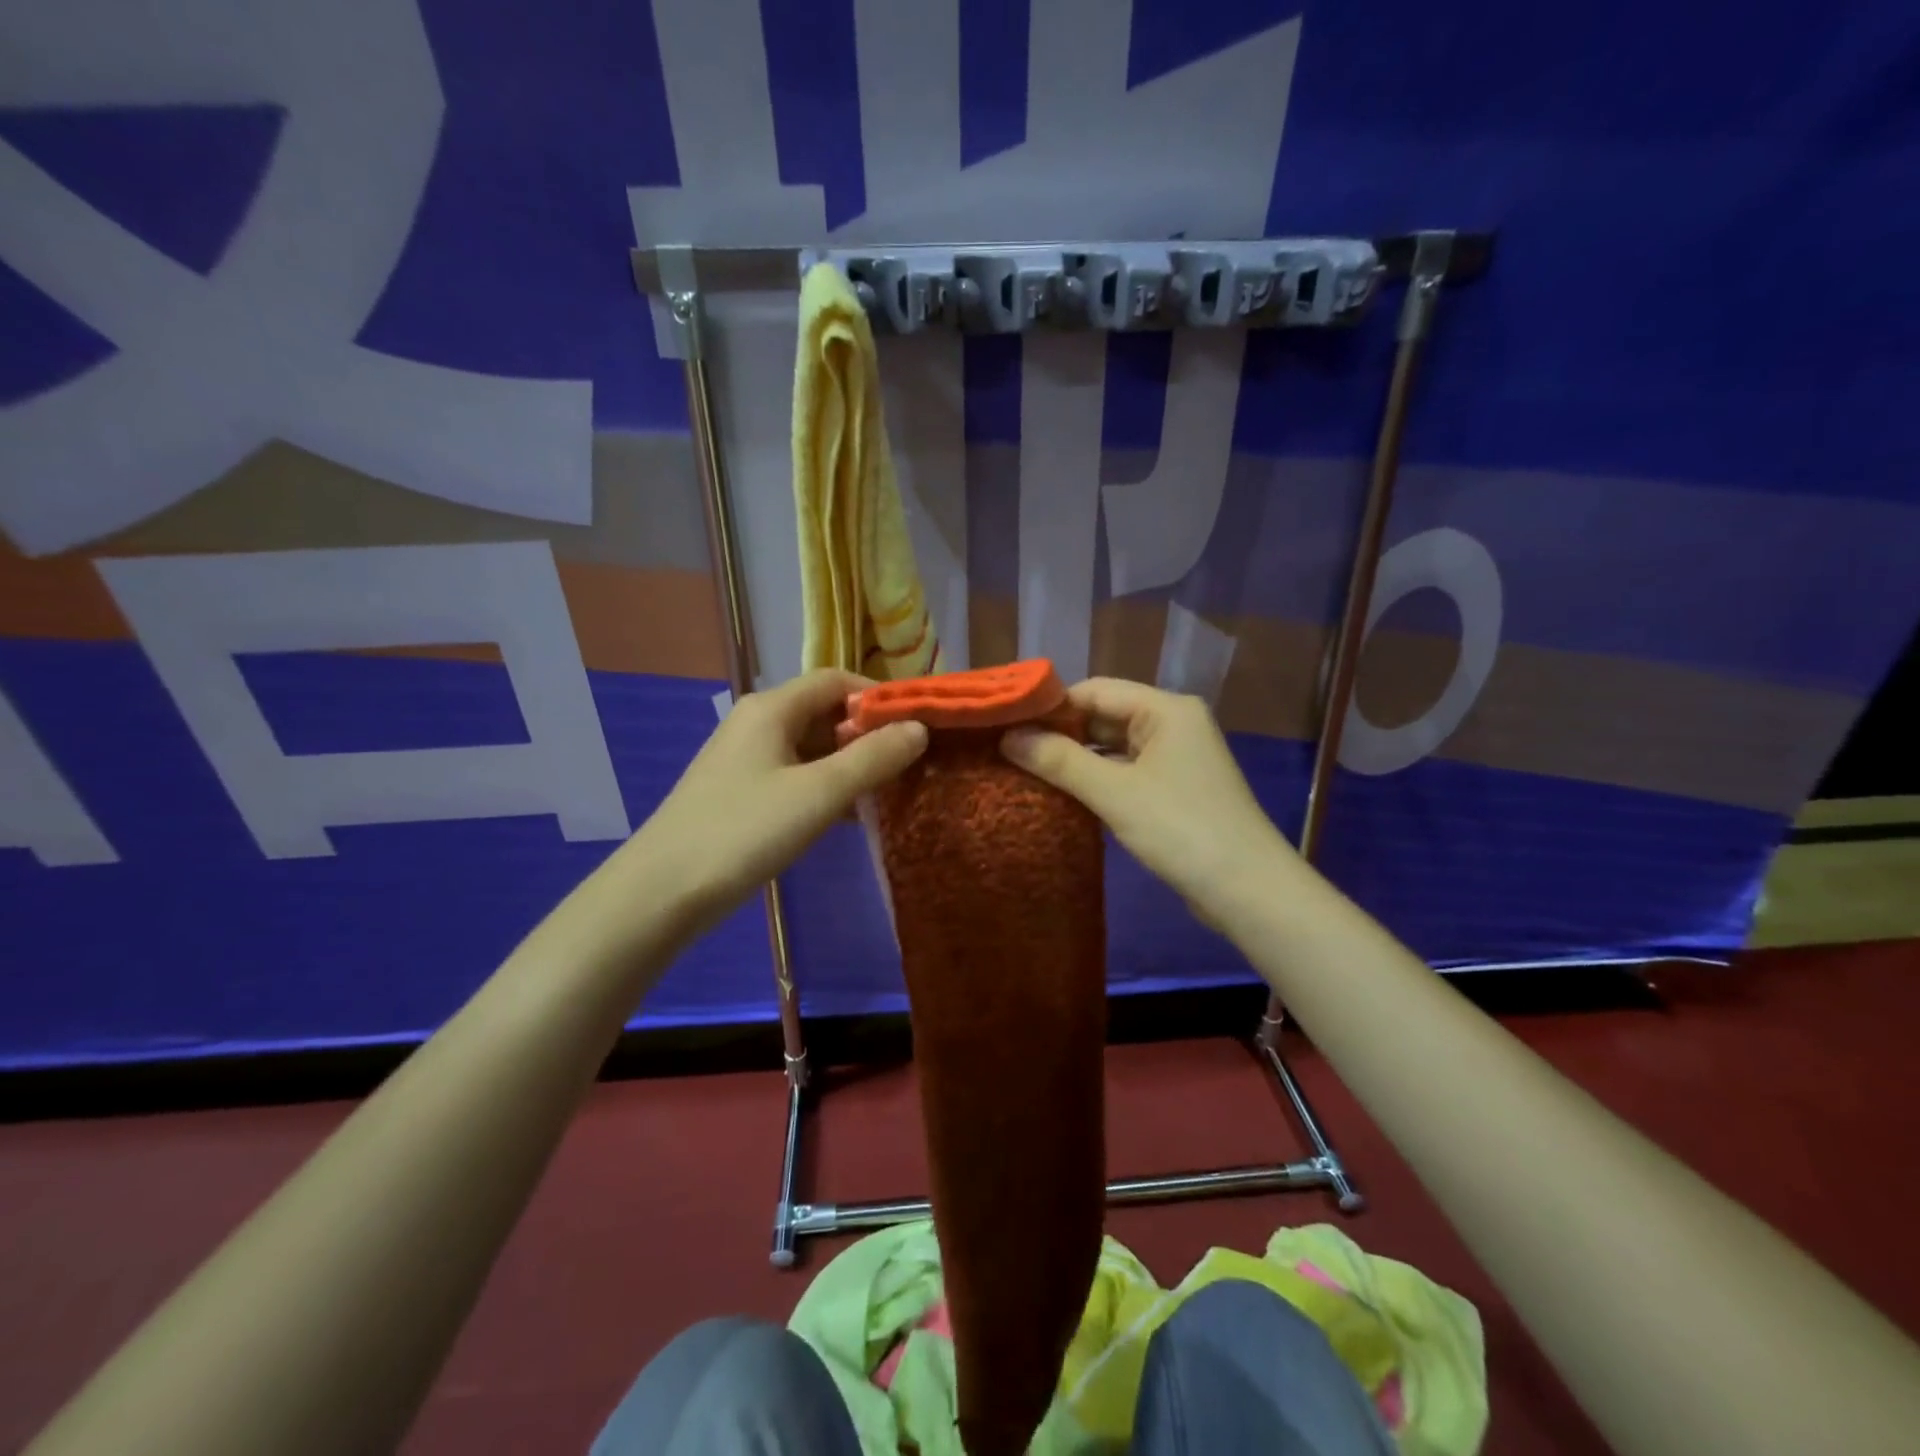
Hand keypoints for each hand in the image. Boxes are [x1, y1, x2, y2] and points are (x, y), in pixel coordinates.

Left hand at [633, 669, 927, 929]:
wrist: (662, 892)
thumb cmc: (744, 831)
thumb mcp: (818, 793)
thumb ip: (873, 758)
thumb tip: (919, 729)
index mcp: (772, 708)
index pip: (837, 681)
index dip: (880, 698)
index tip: (917, 726)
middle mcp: (757, 723)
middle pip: (824, 712)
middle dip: (867, 734)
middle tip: (908, 764)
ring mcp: (746, 759)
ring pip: (811, 747)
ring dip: (849, 763)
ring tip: (887, 791)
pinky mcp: (741, 792)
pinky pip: (795, 775)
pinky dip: (825, 786)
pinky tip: (847, 815)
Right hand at [1001, 678, 1299, 924]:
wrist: (1247, 890)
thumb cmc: (1181, 829)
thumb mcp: (1115, 792)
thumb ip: (1060, 761)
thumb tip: (1008, 738)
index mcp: (1165, 709)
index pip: (1095, 690)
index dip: (1051, 705)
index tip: (1007, 723)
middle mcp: (1172, 724)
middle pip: (1104, 717)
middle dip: (1059, 733)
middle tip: (1008, 750)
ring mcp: (1175, 759)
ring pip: (1113, 748)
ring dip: (1075, 760)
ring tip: (1024, 770)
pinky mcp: (1174, 790)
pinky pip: (1125, 773)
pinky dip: (1096, 780)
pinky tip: (1062, 795)